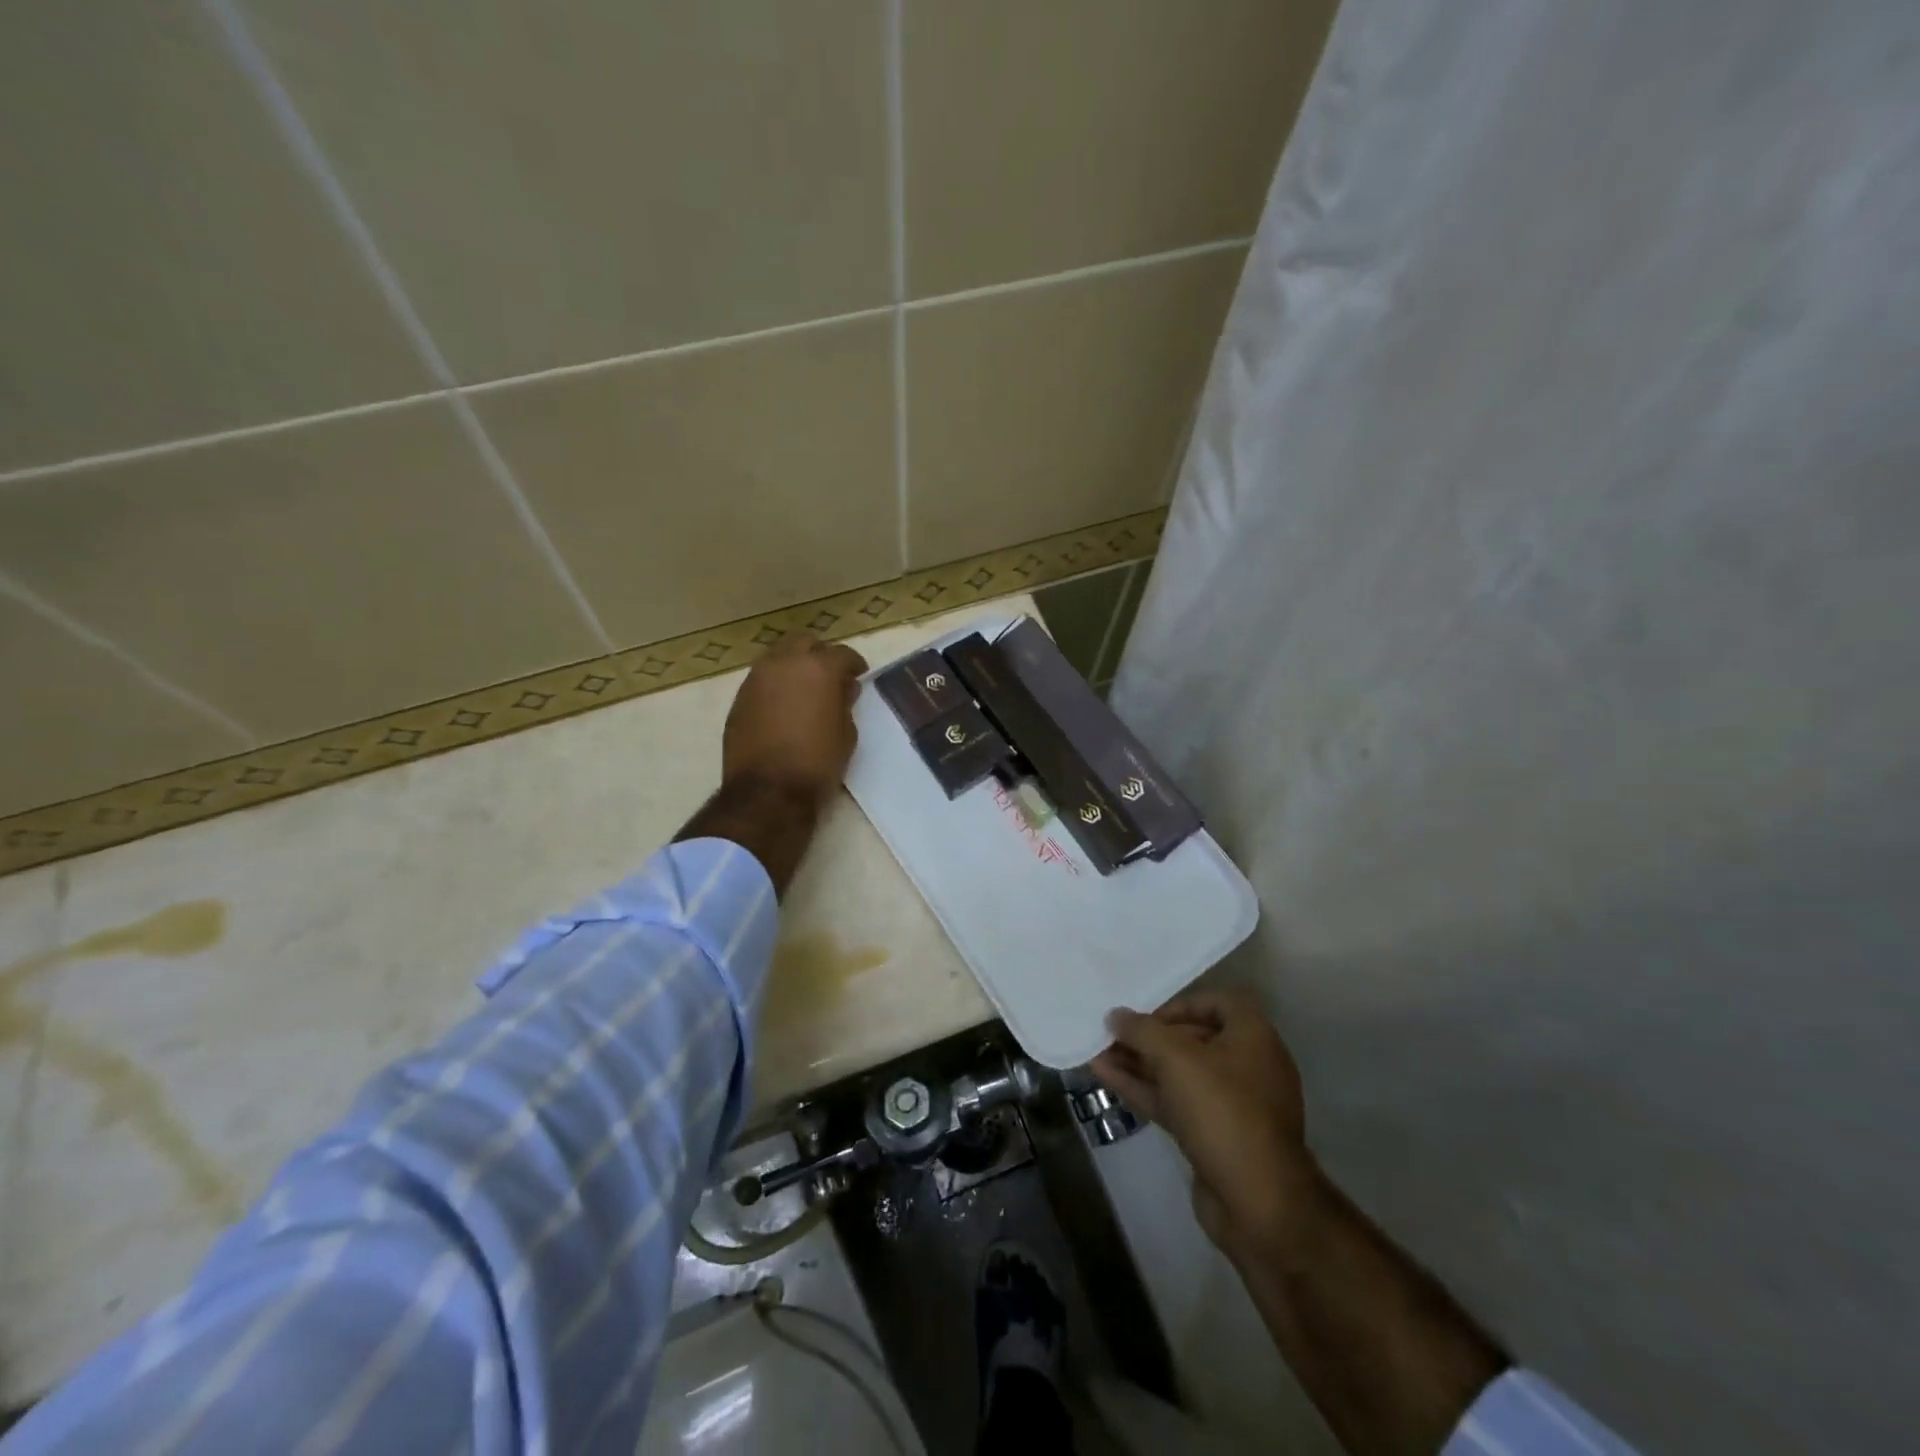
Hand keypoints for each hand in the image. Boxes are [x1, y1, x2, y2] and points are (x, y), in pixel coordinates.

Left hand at [721, 633, 867, 802]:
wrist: (767, 791)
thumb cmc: (817, 762)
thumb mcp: (846, 734)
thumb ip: (845, 703)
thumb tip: (842, 689)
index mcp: (818, 668)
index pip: (842, 654)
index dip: (853, 664)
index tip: (858, 675)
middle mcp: (784, 663)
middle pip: (805, 643)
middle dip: (820, 655)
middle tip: (830, 677)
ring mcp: (757, 678)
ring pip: (779, 657)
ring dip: (794, 666)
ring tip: (805, 690)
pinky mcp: (739, 697)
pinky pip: (762, 679)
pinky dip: (776, 684)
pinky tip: (783, 706)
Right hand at [1092, 987, 1324, 1264]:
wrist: (1258, 1204)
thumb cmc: (1223, 1111)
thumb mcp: (1176, 1059)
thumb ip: (1142, 1032)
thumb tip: (1116, 1015)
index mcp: (1253, 1038)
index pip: (1216, 1003)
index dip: (1179, 1005)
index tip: (1148, 1016)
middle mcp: (1248, 1066)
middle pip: (1193, 1039)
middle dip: (1150, 1037)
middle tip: (1113, 1035)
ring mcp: (1232, 1106)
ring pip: (1180, 1074)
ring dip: (1141, 1063)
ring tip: (1099, 1054)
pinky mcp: (1215, 1137)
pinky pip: (1176, 1102)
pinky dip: (1145, 1089)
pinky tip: (1107, 1078)